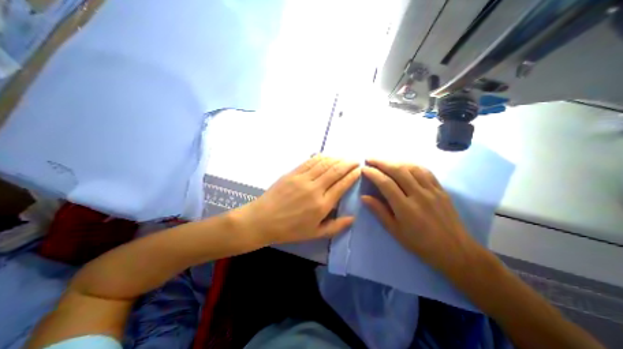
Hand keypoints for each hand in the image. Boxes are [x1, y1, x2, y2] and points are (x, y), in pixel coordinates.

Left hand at [236, 157, 360, 243]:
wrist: (263, 220)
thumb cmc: (290, 229)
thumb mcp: (315, 233)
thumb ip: (336, 226)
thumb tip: (353, 218)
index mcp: (322, 205)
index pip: (342, 185)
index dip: (353, 175)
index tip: (359, 170)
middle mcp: (315, 188)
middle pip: (336, 171)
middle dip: (348, 164)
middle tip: (355, 160)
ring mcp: (303, 178)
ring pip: (324, 163)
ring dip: (336, 158)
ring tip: (343, 157)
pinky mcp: (293, 173)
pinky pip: (310, 161)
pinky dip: (320, 157)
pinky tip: (326, 155)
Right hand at [361, 160, 480, 273]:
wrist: (455, 250)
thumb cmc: (420, 243)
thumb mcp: (395, 231)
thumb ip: (379, 212)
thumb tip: (364, 197)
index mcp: (405, 208)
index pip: (386, 183)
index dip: (373, 174)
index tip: (364, 169)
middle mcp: (419, 195)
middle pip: (398, 171)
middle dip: (381, 162)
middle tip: (370, 159)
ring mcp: (432, 190)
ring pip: (411, 168)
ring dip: (395, 161)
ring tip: (384, 161)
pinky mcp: (441, 189)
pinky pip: (425, 171)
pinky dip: (412, 165)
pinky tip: (404, 164)